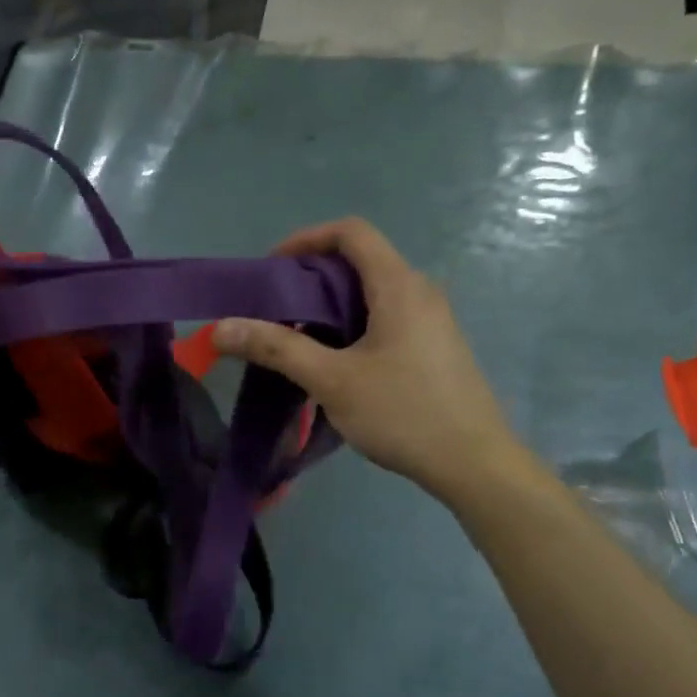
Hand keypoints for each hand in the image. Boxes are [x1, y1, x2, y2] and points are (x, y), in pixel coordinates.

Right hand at [211, 218, 525, 504]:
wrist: (473, 463)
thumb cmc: (403, 413)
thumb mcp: (332, 380)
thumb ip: (276, 349)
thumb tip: (222, 327)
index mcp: (399, 286)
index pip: (351, 232)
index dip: (306, 239)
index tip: (271, 270)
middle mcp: (420, 291)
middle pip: (359, 261)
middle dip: (310, 277)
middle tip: (274, 310)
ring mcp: (431, 320)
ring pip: (371, 293)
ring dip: (329, 306)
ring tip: (295, 339)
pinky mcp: (433, 346)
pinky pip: (385, 317)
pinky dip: (351, 326)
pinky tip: (333, 363)